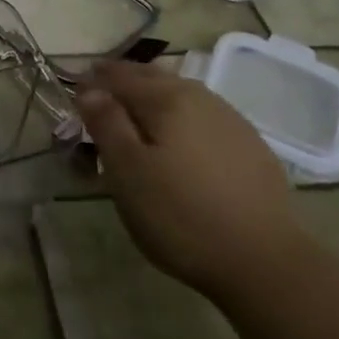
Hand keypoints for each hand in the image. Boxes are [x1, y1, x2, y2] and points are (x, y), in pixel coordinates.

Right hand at [75, 60, 310, 302]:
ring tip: (136, 115)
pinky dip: (181, 118)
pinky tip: (179, 141)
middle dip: (123, 81)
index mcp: (167, 98)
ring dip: (154, 97)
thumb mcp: (127, 171)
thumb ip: (106, 123)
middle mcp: (200, 98)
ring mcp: (231, 121)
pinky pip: (204, 117)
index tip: (73, 91)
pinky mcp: (251, 147)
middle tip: (100, 95)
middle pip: (153, 77)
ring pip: (181, 95)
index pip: (119, 76)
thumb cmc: (180, 215)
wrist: (264, 262)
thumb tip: (89, 88)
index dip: (92, 81)